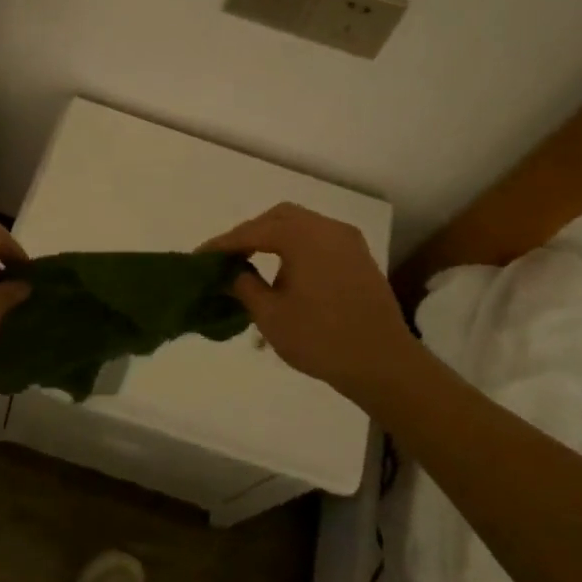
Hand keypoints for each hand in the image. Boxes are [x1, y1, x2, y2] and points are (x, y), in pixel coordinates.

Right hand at [200, 203, 416, 405]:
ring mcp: (348, 243)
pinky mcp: (359, 260)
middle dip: (250, 234)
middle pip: (280, 218)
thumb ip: (243, 286)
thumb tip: (229, 273)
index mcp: (304, 237)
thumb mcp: (270, 315)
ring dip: (274, 240)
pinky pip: (320, 242)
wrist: (382, 363)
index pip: (253, 231)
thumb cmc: (320, 338)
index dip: (223, 244)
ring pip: (302, 227)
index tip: (199, 257)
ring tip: (251, 264)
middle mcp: (328, 229)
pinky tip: (284, 274)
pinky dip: (296, 249)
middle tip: (227, 257)